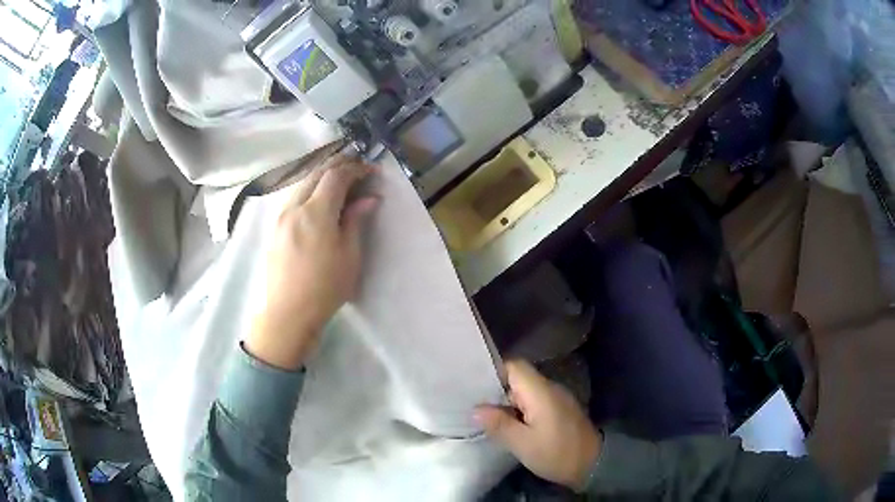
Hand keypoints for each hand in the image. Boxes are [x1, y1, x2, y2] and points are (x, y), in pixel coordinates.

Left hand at [246, 155, 378, 370]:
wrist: (288, 313)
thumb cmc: (325, 288)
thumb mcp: (349, 256)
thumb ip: (356, 221)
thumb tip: (369, 198)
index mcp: (315, 212)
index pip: (336, 176)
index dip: (355, 168)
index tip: (371, 170)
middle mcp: (294, 207)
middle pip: (316, 173)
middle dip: (338, 166)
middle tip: (357, 171)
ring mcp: (280, 216)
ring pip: (302, 183)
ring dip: (322, 177)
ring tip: (340, 184)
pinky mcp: (274, 228)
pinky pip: (293, 197)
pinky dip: (309, 190)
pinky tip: (318, 202)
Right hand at [474, 360, 601, 490]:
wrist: (592, 464)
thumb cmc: (556, 453)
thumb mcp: (523, 444)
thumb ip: (499, 424)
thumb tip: (475, 409)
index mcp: (540, 391)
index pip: (514, 366)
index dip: (492, 371)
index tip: (472, 384)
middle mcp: (549, 388)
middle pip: (518, 377)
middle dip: (495, 389)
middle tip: (472, 403)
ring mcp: (555, 398)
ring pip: (524, 390)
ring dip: (506, 401)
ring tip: (484, 414)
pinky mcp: (558, 410)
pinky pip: (533, 401)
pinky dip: (518, 409)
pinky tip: (507, 423)